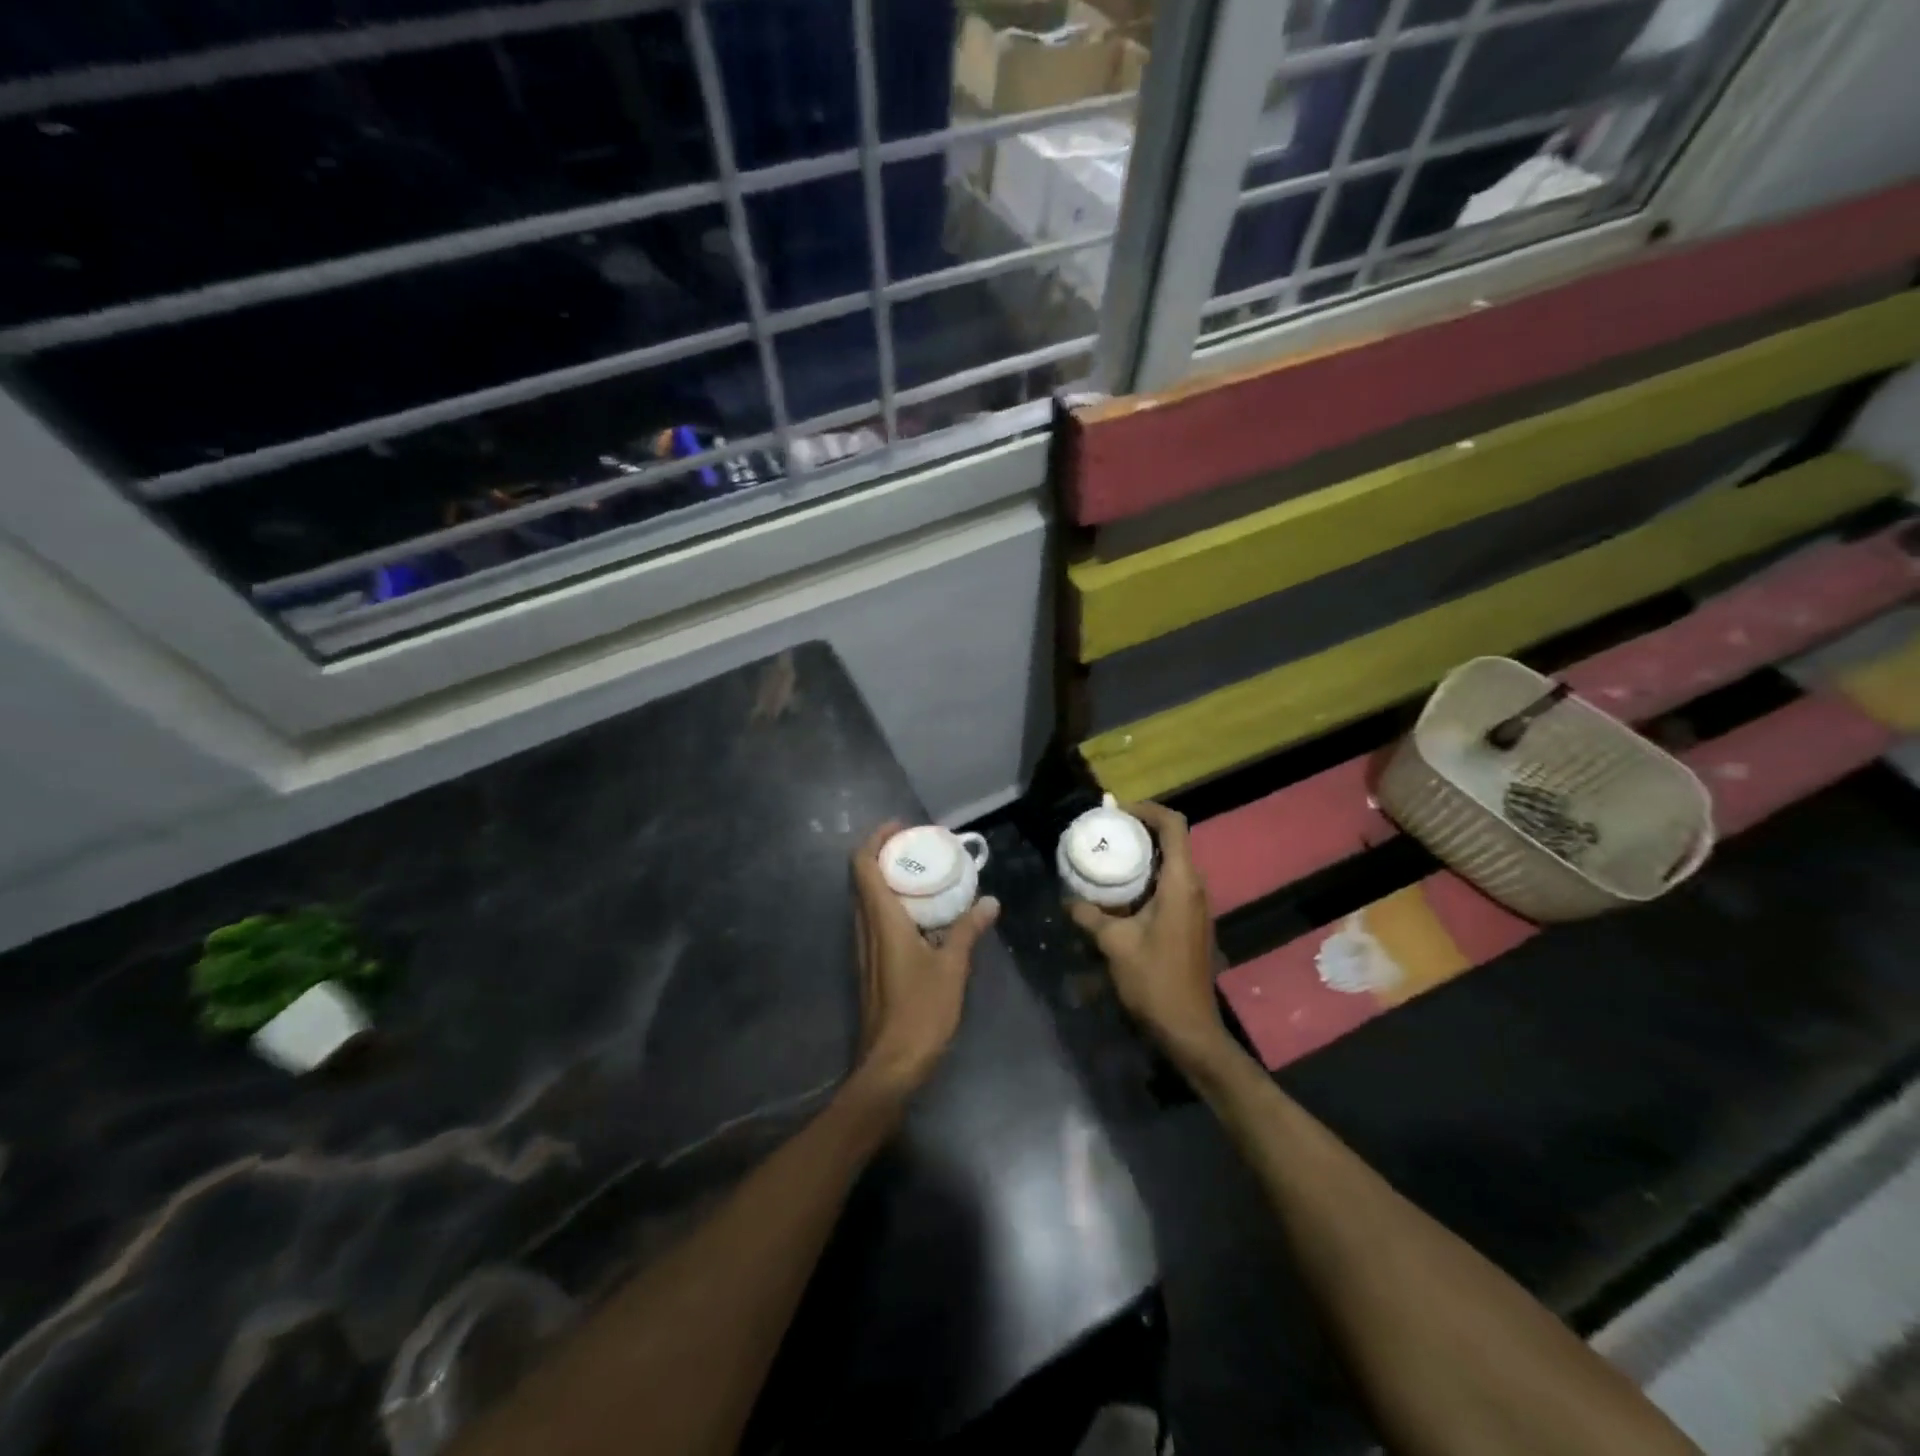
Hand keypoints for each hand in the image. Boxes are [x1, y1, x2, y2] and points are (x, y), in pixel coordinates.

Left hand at [850, 822, 998, 1098]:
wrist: (890, 1064)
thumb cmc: (920, 1011)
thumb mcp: (952, 967)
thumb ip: (967, 930)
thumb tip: (989, 902)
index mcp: (880, 920)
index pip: (862, 865)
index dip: (876, 839)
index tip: (902, 828)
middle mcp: (865, 928)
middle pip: (863, 878)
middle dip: (886, 855)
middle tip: (921, 848)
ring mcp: (864, 948)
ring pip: (868, 900)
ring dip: (890, 881)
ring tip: (925, 875)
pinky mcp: (870, 965)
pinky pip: (875, 921)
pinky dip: (893, 905)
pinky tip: (924, 916)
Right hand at [1065, 801, 1230, 1068]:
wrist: (1189, 1028)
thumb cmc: (1155, 980)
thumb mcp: (1115, 944)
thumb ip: (1090, 915)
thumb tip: (1068, 899)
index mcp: (1181, 883)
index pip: (1174, 825)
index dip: (1148, 810)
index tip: (1117, 813)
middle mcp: (1195, 887)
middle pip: (1173, 841)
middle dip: (1140, 831)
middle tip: (1105, 833)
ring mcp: (1196, 905)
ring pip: (1172, 864)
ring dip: (1143, 856)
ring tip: (1108, 857)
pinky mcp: (1191, 921)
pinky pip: (1171, 884)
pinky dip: (1147, 877)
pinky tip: (1120, 892)